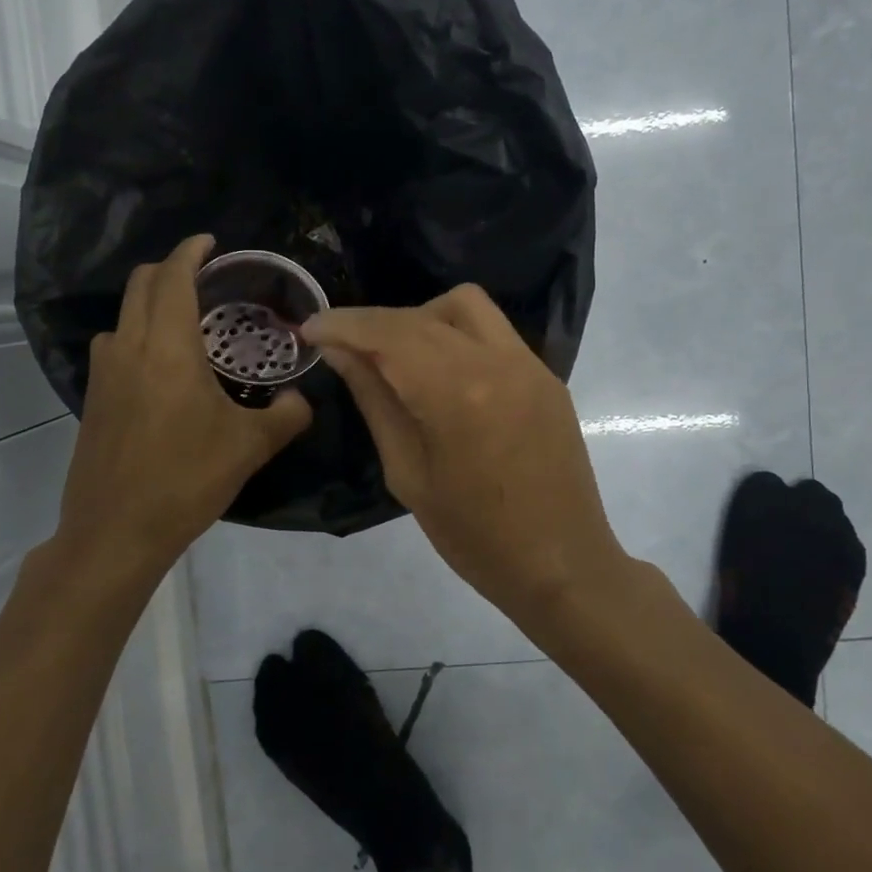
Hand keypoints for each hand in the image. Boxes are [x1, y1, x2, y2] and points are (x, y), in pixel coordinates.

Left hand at [53, 235, 311, 581]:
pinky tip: (162, 370)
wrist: (117, 531)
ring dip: (150, 303)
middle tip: (204, 277)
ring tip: (185, 322)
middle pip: (141, 284)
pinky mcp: (93, 399)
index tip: (210, 242)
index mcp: (168, 348)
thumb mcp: (250, 446)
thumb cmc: (187, 479)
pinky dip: (137, 336)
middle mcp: (129, 348)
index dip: (190, 251)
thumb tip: (304, 399)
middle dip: (170, 269)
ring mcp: (104, 374)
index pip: (173, 277)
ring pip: (123, 315)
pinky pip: (115, 347)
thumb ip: (287, 415)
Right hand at [303, 285, 629, 617]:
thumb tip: (341, 352)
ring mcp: (529, 364)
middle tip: (344, 349)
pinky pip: (493, 332)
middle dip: (375, 323)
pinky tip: (442, 374)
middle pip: (422, 314)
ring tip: (398, 357)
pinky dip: (456, 336)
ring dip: (421, 318)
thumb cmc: (474, 537)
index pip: (389, 332)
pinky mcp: (546, 376)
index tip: (310, 328)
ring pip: (465, 306)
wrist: (561, 565)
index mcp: (457, 393)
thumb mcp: (407, 473)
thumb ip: (375, 401)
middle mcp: (497, 361)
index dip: (344, 324)